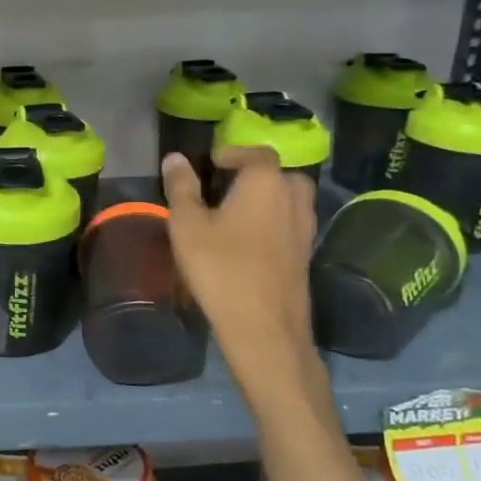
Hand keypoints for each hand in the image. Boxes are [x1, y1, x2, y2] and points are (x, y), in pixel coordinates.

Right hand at [162, 148, 321, 396]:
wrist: (263, 327)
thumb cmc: (220, 268)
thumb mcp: (187, 225)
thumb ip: (182, 188)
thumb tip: (175, 158)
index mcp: (265, 183)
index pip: (257, 153)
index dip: (233, 153)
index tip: (211, 163)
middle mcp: (293, 200)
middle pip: (281, 175)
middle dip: (257, 174)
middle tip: (226, 185)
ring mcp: (304, 230)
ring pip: (290, 200)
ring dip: (268, 199)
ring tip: (235, 213)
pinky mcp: (305, 256)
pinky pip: (291, 225)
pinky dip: (274, 223)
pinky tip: (248, 241)